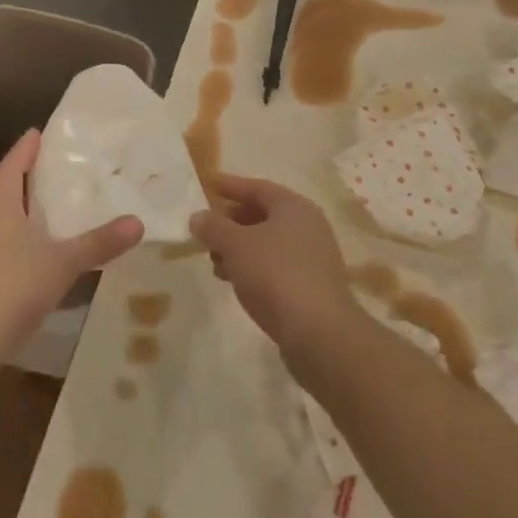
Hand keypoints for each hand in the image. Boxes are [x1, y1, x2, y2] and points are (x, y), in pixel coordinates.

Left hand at [0, 130, 143, 367]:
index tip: (39, 132)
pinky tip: (42, 246)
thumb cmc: (13, 285)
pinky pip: (5, 240)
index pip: (12, 164)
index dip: (26, 148)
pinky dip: (23, 234)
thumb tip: (138, 222)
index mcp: (0, 204)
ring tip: (54, 202)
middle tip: (55, 164)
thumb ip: (99, 242)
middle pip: (5, 187)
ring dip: (24, 206)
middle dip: (27, 174)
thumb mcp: (62, 262)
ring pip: (4, 215)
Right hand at [190, 174, 356, 357]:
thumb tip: (198, 216)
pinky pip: (275, 265)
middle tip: (206, 229)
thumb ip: (213, 227)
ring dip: (238, 248)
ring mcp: (313, 257)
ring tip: (214, 261)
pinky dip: (252, 266)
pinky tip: (233, 280)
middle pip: (263, 214)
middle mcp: (308, 226)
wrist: (319, 332)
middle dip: (231, 221)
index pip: (257, 187)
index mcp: (294, 207)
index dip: (230, 185)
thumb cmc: (275, 274)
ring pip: (268, 243)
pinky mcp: (311, 286)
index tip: (207, 184)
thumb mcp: (235, 245)